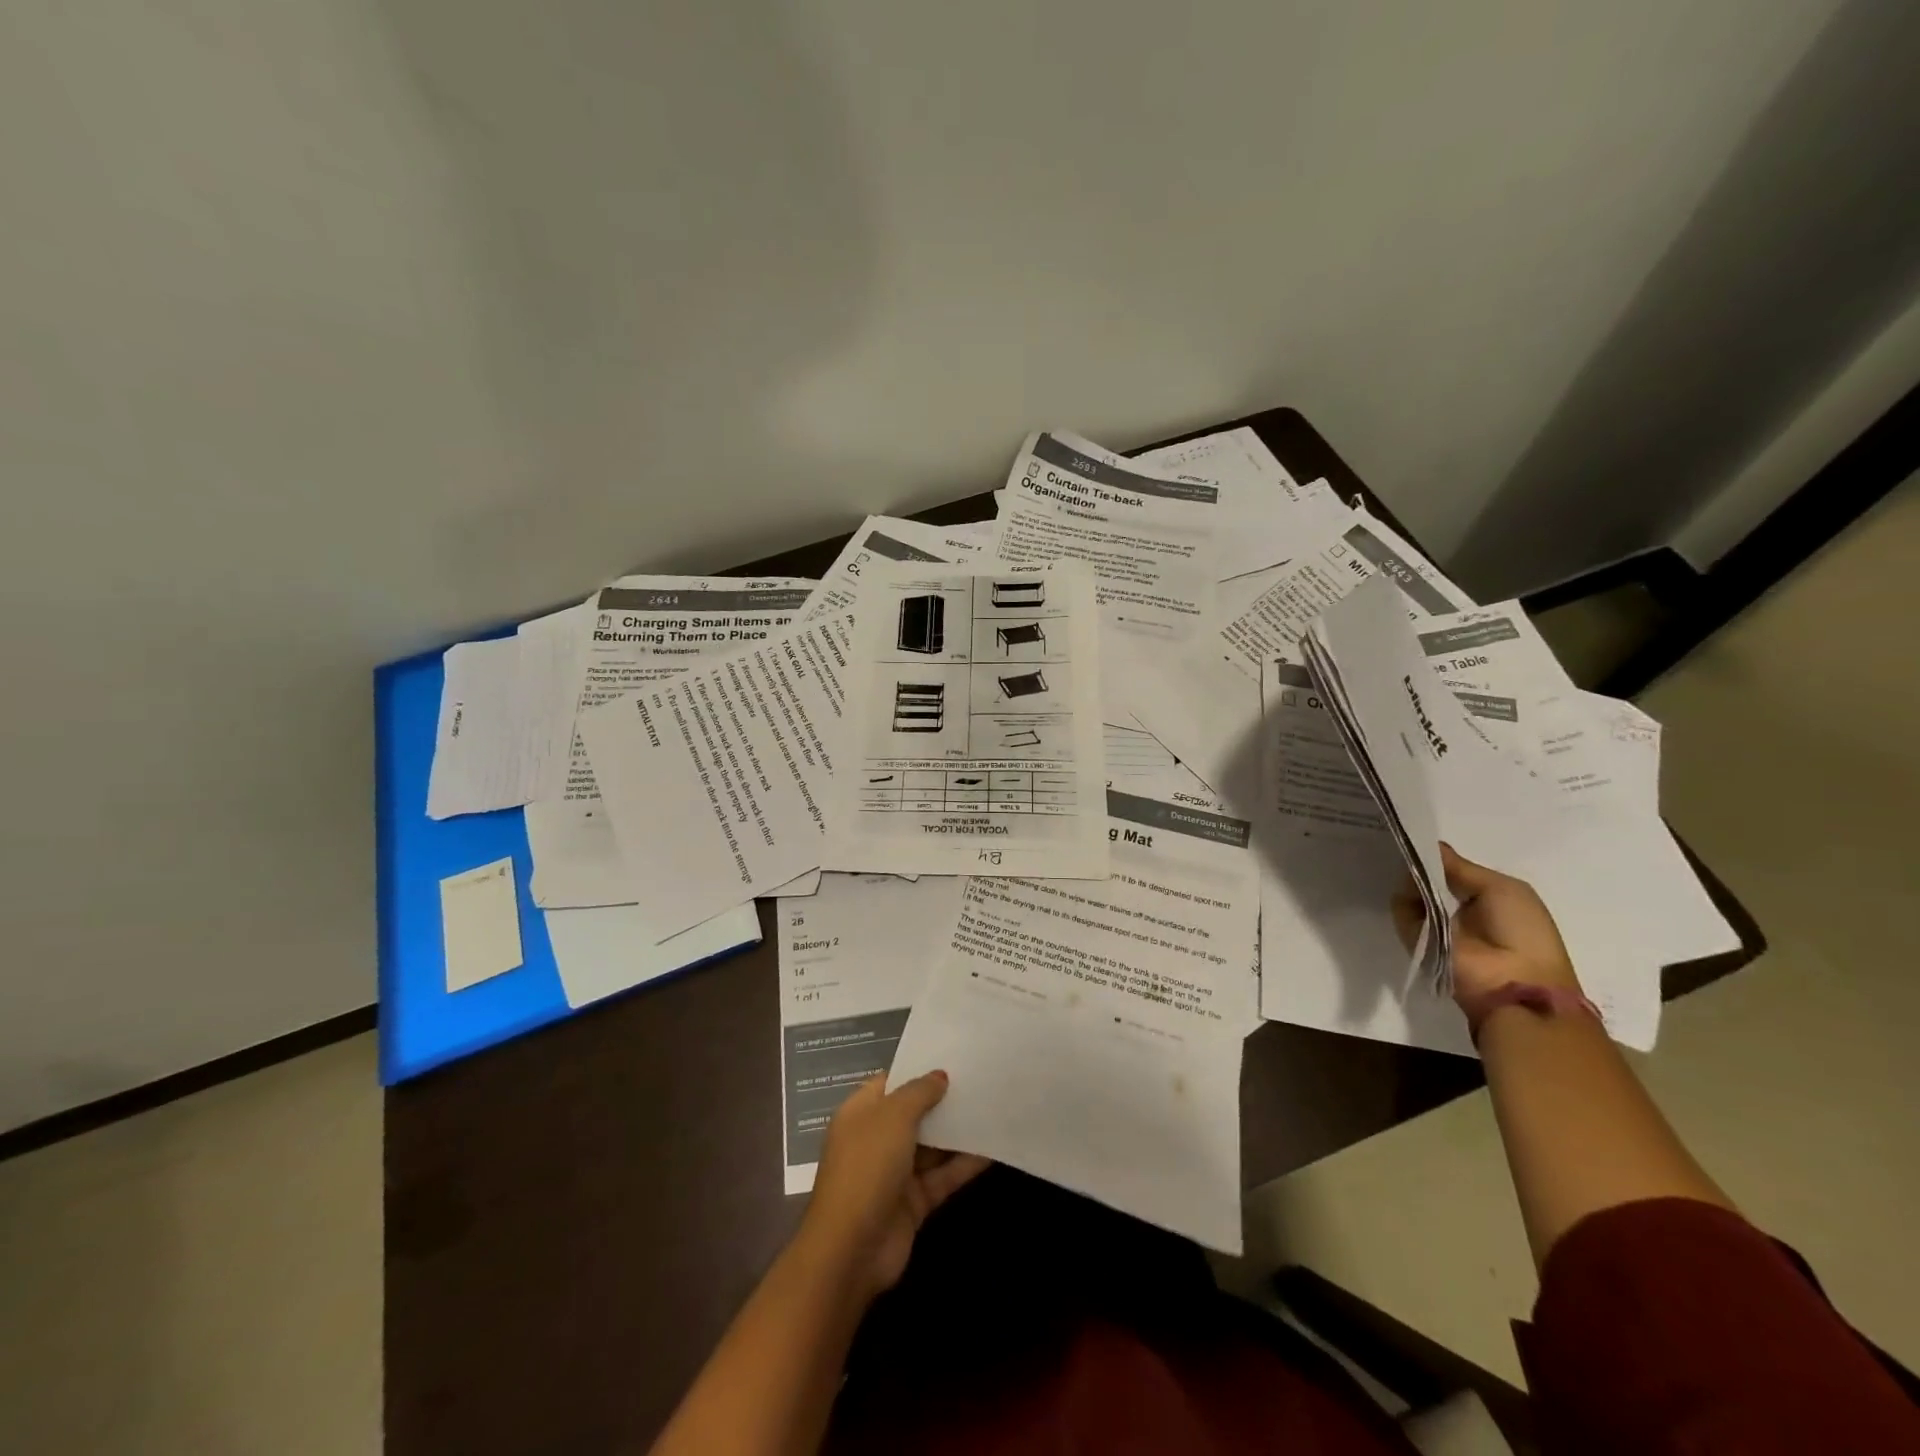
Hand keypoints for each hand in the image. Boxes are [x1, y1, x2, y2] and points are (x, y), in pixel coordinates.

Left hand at [797, 1071, 990, 1305]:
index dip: (918, 1070)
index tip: (952, 1057)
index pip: (891, 1082)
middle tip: (981, 1079)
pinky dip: (965, 1164)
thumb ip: (919, 1093)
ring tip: (992, 1107)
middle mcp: (876, 1139)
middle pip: (914, 1113)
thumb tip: (940, 1075)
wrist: (852, 1250)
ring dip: (958, 1130)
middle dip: (943, 1099)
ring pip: (932, 1145)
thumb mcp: (892, 1117)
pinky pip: (943, 1176)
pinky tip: (993, 1148)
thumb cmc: (867, 1168)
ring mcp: (895, 1172)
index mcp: (861, 1113)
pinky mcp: (914, 1201)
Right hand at [1392, 844, 1579, 1004]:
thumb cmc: (1520, 930)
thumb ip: (1460, 867)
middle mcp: (1456, 908)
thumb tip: (1430, 845)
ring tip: (1413, 875)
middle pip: (1427, 878)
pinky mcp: (1415, 938)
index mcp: (1484, 896)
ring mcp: (1434, 924)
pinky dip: (1404, 901)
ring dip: (1412, 881)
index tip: (1418, 838)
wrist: (1512, 983)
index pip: (1451, 869)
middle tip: (1408, 849)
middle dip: (1420, 864)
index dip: (1437, 856)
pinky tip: (1412, 893)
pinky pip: (1402, 910)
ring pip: (1410, 891)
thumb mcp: (1499, 888)